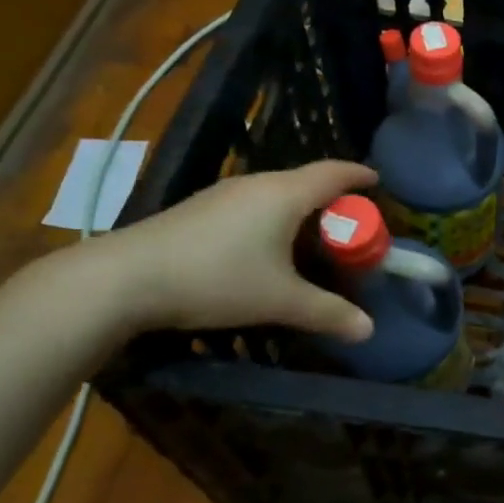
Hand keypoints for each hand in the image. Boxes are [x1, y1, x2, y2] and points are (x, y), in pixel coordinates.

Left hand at [84, 161, 377, 340]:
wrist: (125, 278)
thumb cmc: (216, 278)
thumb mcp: (279, 300)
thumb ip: (327, 312)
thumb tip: (368, 330)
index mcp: (285, 194)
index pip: (334, 172)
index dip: (360, 174)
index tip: (378, 181)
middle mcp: (257, 183)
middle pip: (307, 181)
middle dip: (335, 200)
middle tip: (352, 226)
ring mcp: (225, 194)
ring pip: (278, 193)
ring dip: (302, 211)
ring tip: (314, 239)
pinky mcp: (201, 209)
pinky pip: (254, 204)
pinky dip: (275, 218)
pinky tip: (267, 248)